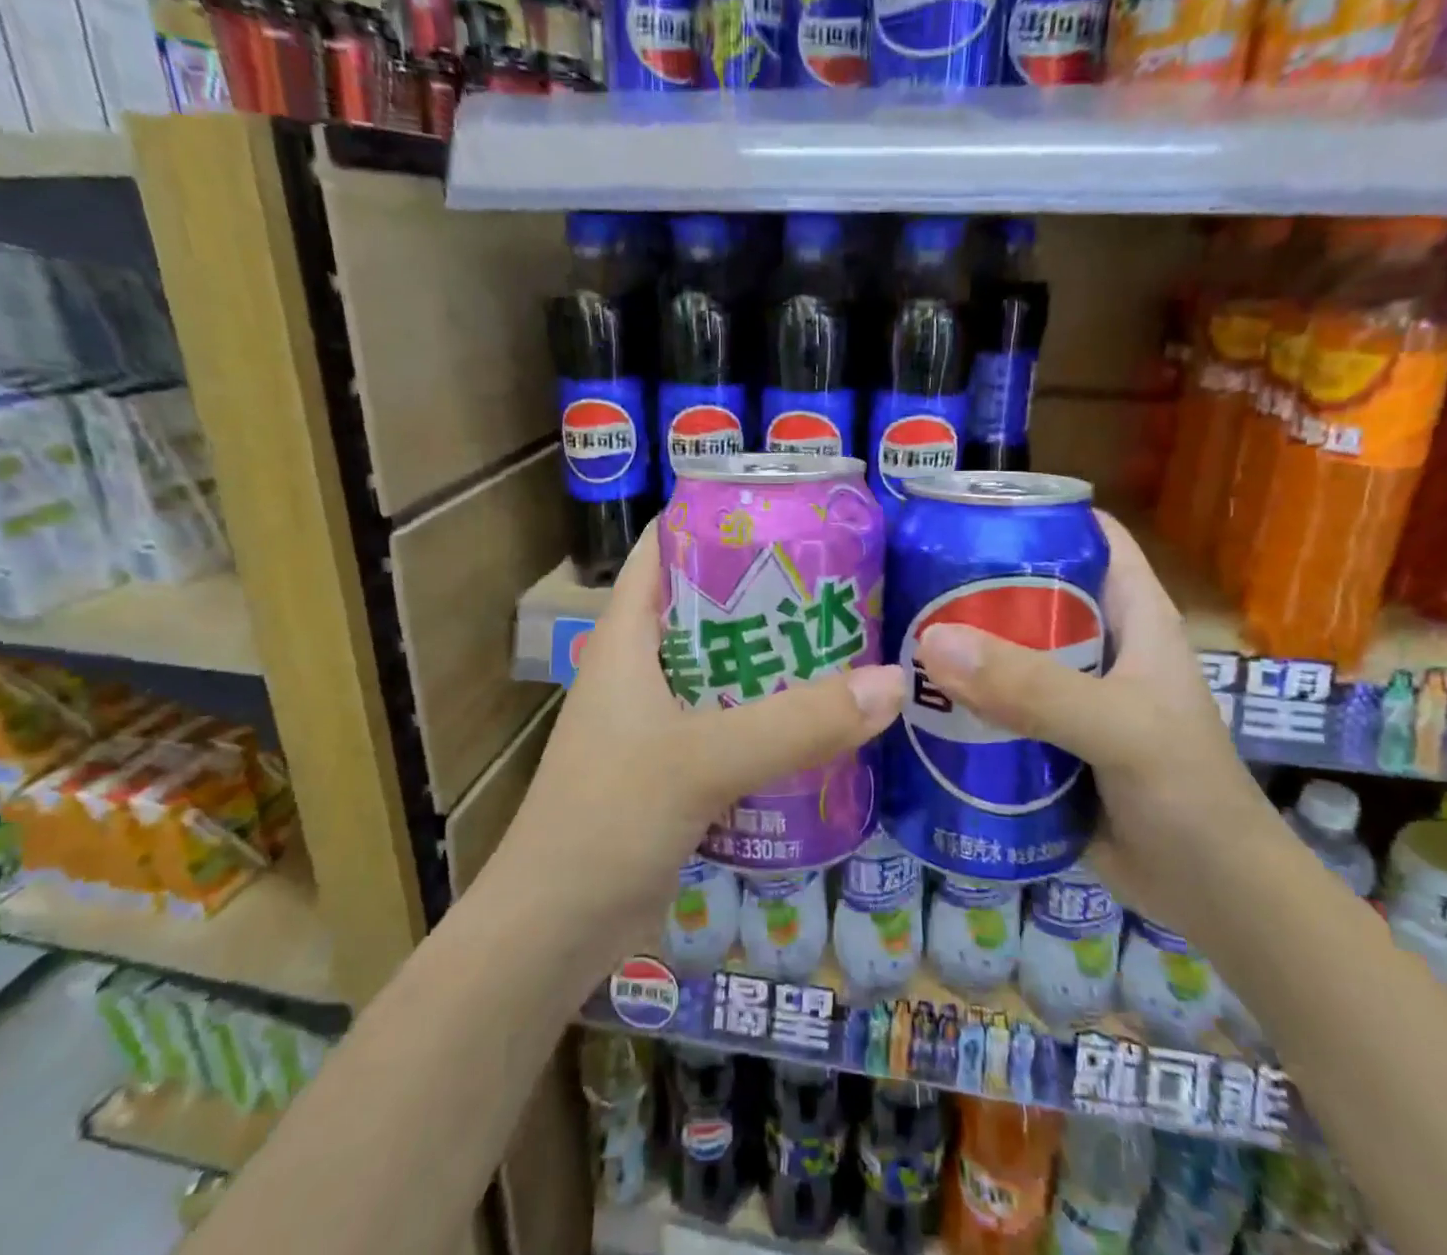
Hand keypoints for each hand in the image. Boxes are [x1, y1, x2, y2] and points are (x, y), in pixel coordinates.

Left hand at [494, 527, 904, 971]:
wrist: (552, 934)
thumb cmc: (605, 822)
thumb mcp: (701, 761)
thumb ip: (796, 724)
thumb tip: (893, 682)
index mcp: (626, 637)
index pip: (664, 549)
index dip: (716, 519)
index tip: (788, 510)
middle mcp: (641, 669)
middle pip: (709, 607)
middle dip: (770, 592)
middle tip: (844, 580)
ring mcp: (658, 721)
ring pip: (728, 669)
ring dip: (779, 659)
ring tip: (851, 641)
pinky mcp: (677, 769)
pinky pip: (735, 724)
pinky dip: (775, 716)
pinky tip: (828, 720)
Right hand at [913, 510, 1278, 941]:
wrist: (1212, 899)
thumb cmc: (1188, 795)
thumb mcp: (1119, 729)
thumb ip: (1035, 688)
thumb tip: (933, 642)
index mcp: (1130, 614)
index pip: (1085, 534)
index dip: (1031, 511)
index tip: (959, 511)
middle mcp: (1096, 644)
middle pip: (1026, 591)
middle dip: (969, 582)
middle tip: (901, 577)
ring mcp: (1067, 694)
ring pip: (1002, 651)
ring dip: (954, 646)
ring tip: (890, 634)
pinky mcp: (1043, 740)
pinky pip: (992, 705)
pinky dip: (955, 701)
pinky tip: (907, 700)